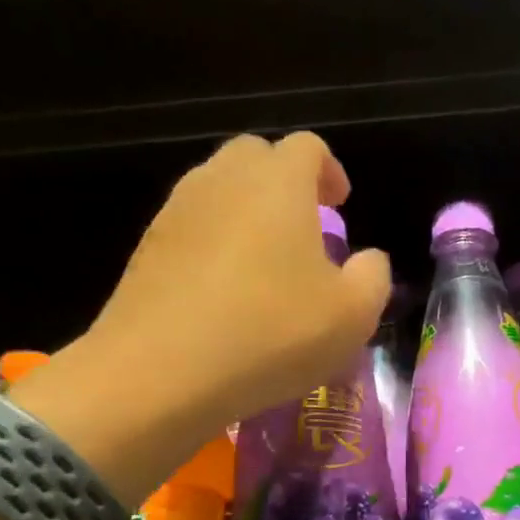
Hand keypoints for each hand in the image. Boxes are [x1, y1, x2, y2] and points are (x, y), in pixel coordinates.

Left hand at [15, 133, 390, 500]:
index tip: (340, 205)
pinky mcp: (146, 248)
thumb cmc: (272, 334)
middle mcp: (223, 180)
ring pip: (218, 190)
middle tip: (304, 228)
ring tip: (266, 263)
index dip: (329, 171)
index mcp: (278, 183)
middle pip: (256, 157)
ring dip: (247, 213)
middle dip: (284, 182)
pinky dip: (214, 244)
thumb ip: (373, 277)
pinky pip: (191, 228)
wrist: (161, 372)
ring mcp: (177, 211)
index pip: (307, 148)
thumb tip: (367, 260)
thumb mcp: (353, 315)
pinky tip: (226, 292)